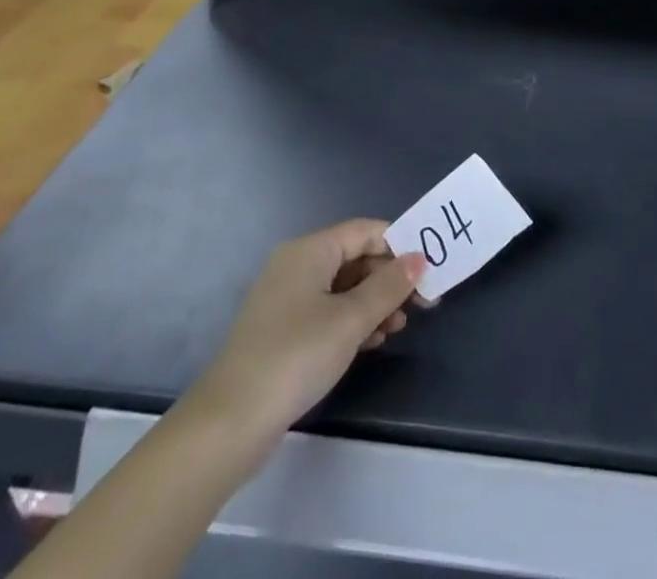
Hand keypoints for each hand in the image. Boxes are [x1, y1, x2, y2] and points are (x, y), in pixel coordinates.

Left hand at [187, 219, 424, 451]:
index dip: (399, 246)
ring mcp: (286, 299)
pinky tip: (371, 342)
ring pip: (343, 287)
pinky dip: (352, 320)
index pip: (366, 231)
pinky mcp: (281, 331)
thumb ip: (389, 286)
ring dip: (373, 302)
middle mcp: (296, 265)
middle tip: (419, 305)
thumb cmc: (295, 357)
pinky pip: (327, 311)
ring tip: (397, 328)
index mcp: (310, 250)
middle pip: (355, 258)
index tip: (428, 272)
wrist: (228, 425)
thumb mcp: (350, 319)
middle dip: (389, 278)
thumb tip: (419, 259)